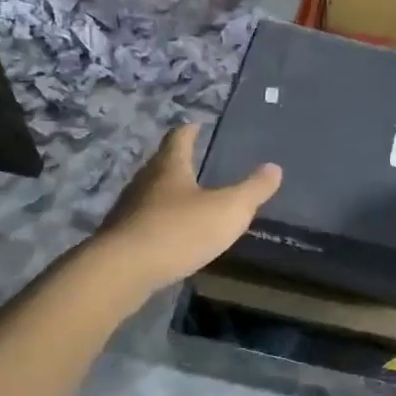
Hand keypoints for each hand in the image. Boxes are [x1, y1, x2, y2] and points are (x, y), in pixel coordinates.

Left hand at [95, 124, 281, 295]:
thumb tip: (274, 167)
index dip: (190, 130)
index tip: (197, 125)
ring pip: (150, 194)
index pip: (179, 137)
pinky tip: (171, 236)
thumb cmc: (180, 230)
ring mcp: (129, 210)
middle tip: (197, 163)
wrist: (123, 271)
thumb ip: (253, 190)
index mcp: (170, 166)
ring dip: (167, 195)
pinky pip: (144, 222)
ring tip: (187, 201)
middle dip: (179, 163)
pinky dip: (159, 223)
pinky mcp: (121, 238)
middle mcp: (145, 181)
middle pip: (162, 164)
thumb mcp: (229, 210)